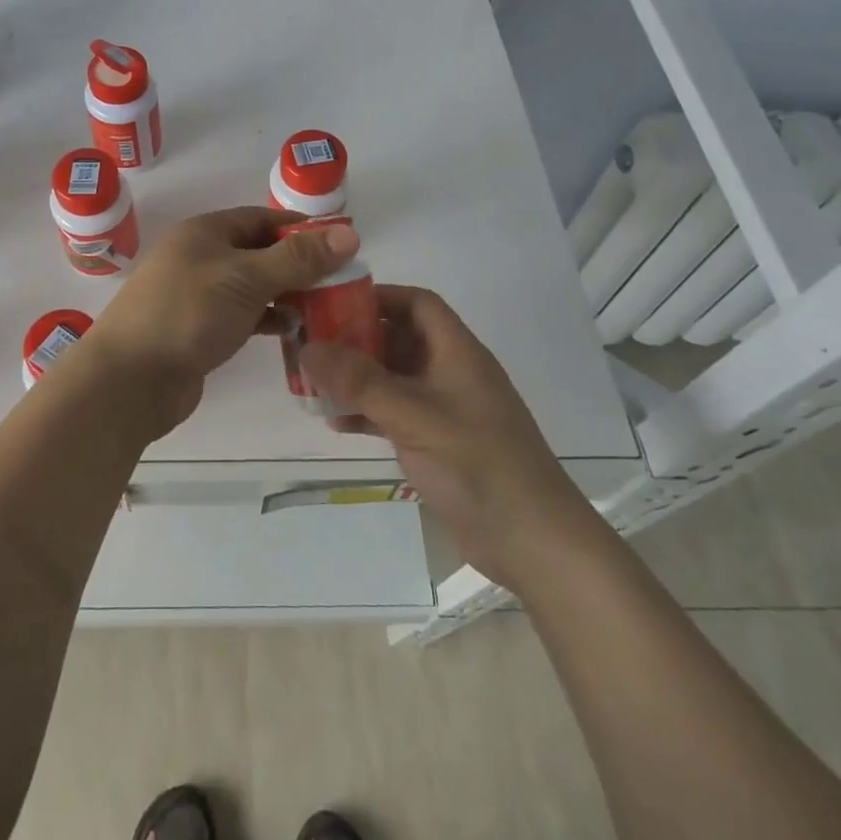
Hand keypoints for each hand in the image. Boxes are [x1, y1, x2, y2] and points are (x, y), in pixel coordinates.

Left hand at [81, 208, 360, 441]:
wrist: (130, 379)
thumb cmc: (188, 313)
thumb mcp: (246, 278)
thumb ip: (297, 258)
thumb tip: (349, 233)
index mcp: (206, 231)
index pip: (263, 218)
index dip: (301, 228)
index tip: (341, 244)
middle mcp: (201, 257)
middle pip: (260, 252)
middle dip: (299, 265)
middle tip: (342, 282)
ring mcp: (199, 294)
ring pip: (254, 286)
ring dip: (287, 294)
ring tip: (326, 309)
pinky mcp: (200, 329)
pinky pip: (244, 315)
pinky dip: (269, 319)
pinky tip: (294, 332)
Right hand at [302, 286, 593, 580]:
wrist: (532, 543)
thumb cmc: (477, 464)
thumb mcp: (414, 415)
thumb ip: (360, 381)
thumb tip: (308, 347)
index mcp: (456, 352)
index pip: (417, 304)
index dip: (378, 296)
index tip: (333, 303)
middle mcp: (450, 372)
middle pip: (399, 338)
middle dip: (356, 338)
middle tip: (311, 344)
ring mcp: (444, 409)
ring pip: (392, 377)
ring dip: (356, 378)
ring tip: (314, 383)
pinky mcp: (438, 442)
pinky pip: (393, 413)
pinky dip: (366, 412)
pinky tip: (336, 423)